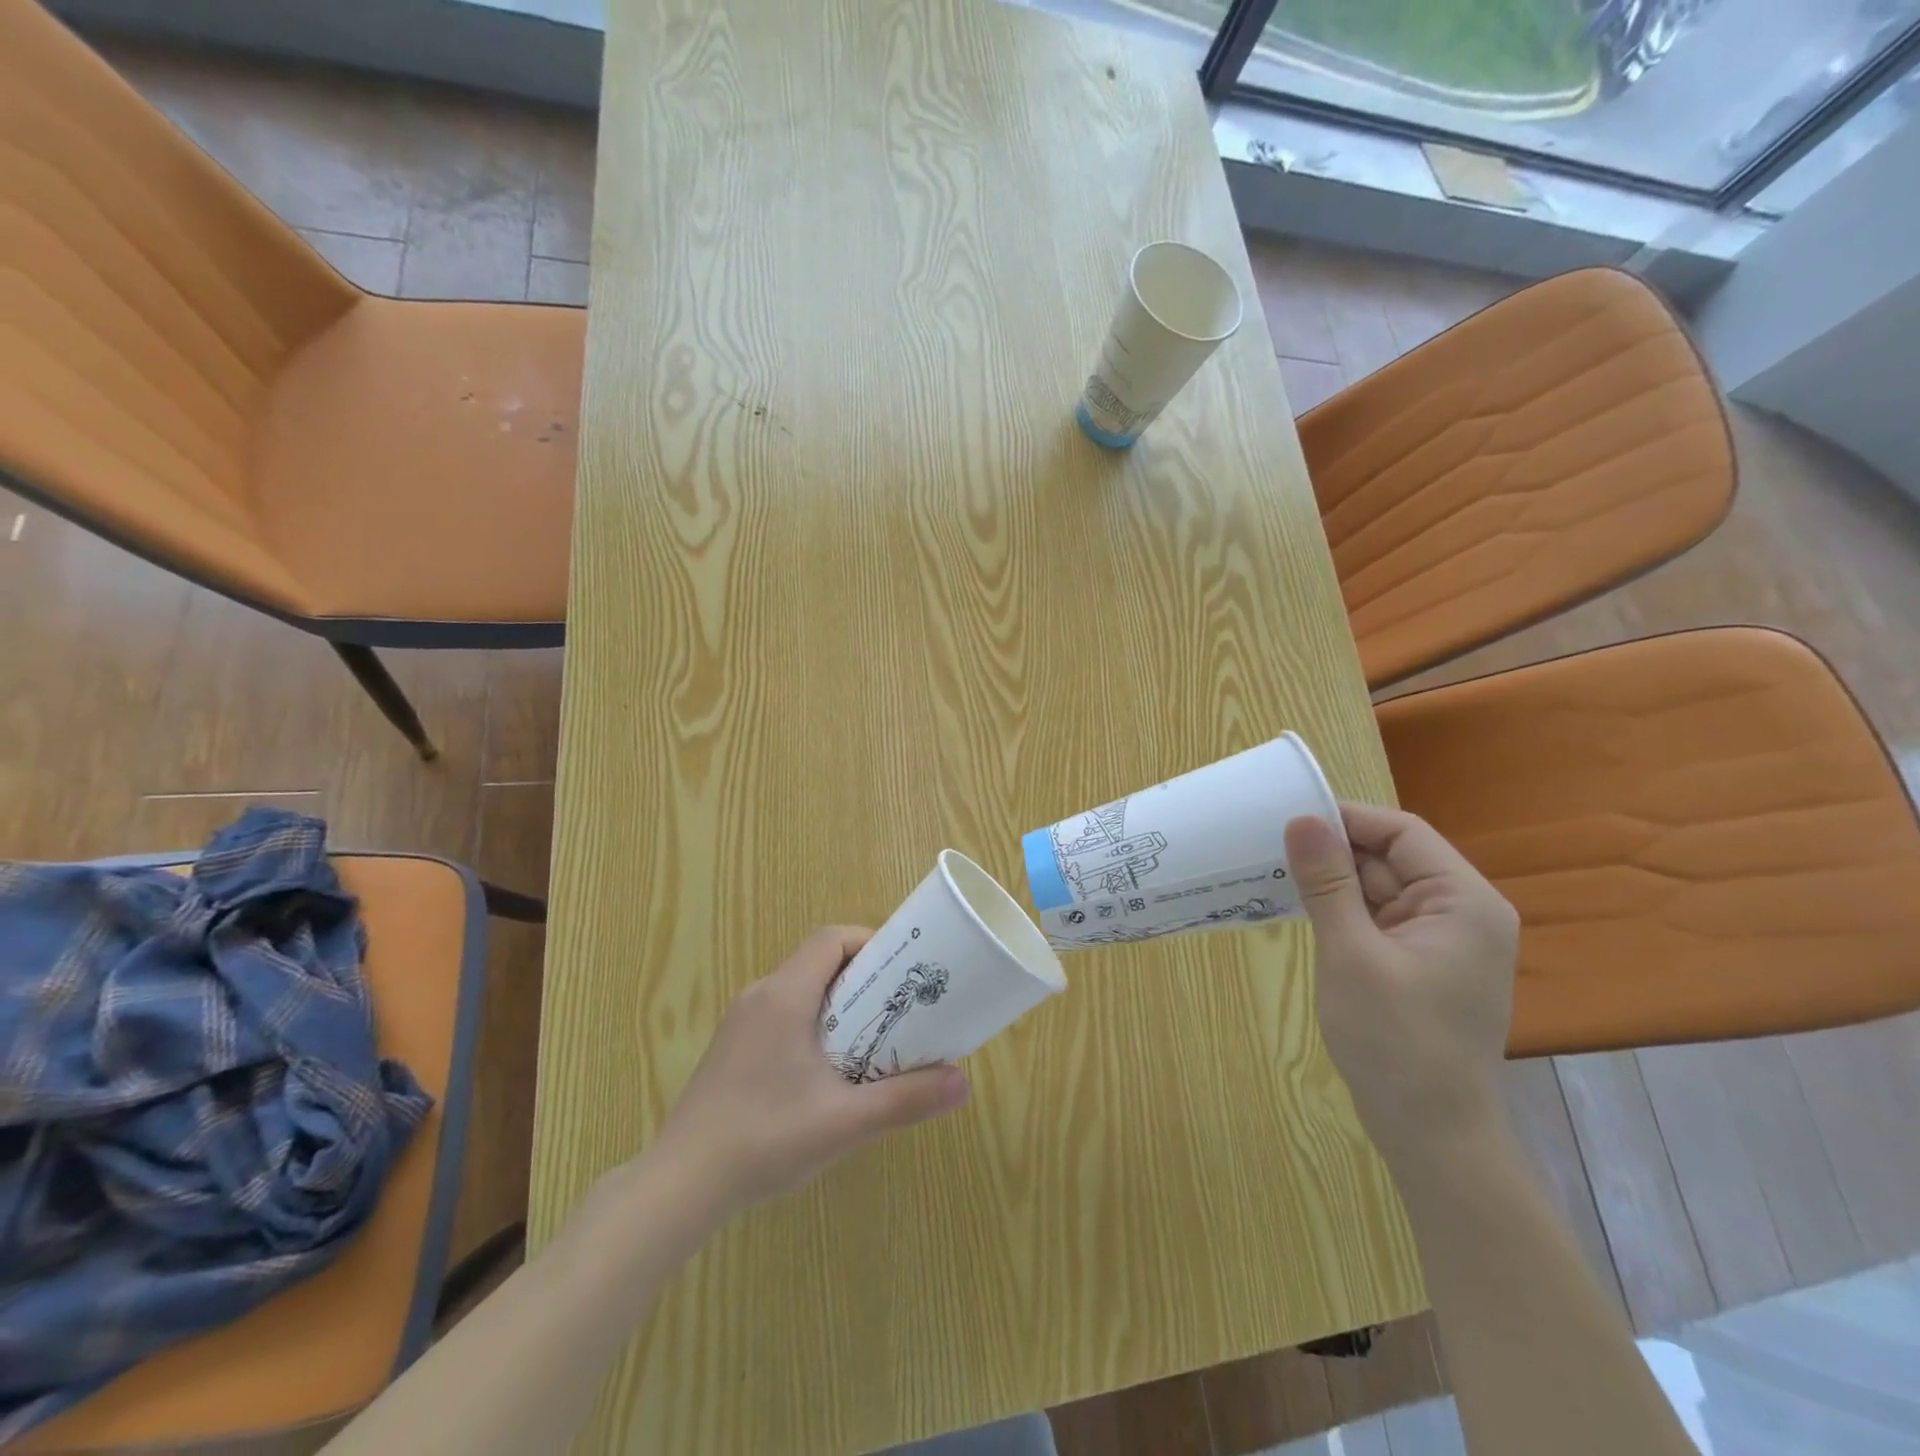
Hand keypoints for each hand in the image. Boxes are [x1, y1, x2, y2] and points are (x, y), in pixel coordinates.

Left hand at [647, 927, 971, 1222]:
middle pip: (818, 962)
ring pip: (800, 990)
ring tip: (873, 1039)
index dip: (869, 943)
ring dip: (839, 1003)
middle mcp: (760, 995)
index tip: (903, 970)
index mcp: (784, 996)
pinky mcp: (732, 1048)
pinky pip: (782, 1014)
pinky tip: (827, 1072)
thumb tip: (963, 1083)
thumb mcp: (843, 1122)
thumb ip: (905, 1100)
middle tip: (899, 1008)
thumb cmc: (764, 1140)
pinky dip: (813, 1023)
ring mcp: (741, 1022)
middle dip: (863, 977)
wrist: (678, 1187)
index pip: (831, 939)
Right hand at [1284, 804, 1518, 1161]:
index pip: (1402, 832)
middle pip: (1391, 858)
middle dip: (1334, 852)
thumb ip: (1326, 883)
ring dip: (1334, 883)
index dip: (1346, 819)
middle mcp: (1462, 912)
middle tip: (1270, 847)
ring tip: (1275, 874)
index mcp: (1463, 901)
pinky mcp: (1422, 963)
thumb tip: (1301, 820)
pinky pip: (1379, 918)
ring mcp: (1443, 940)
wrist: (1431, 1134)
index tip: (1288, 818)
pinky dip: (1343, 911)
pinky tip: (1302, 910)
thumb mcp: (1351, 953)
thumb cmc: (1395, 1040)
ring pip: (1381, 888)